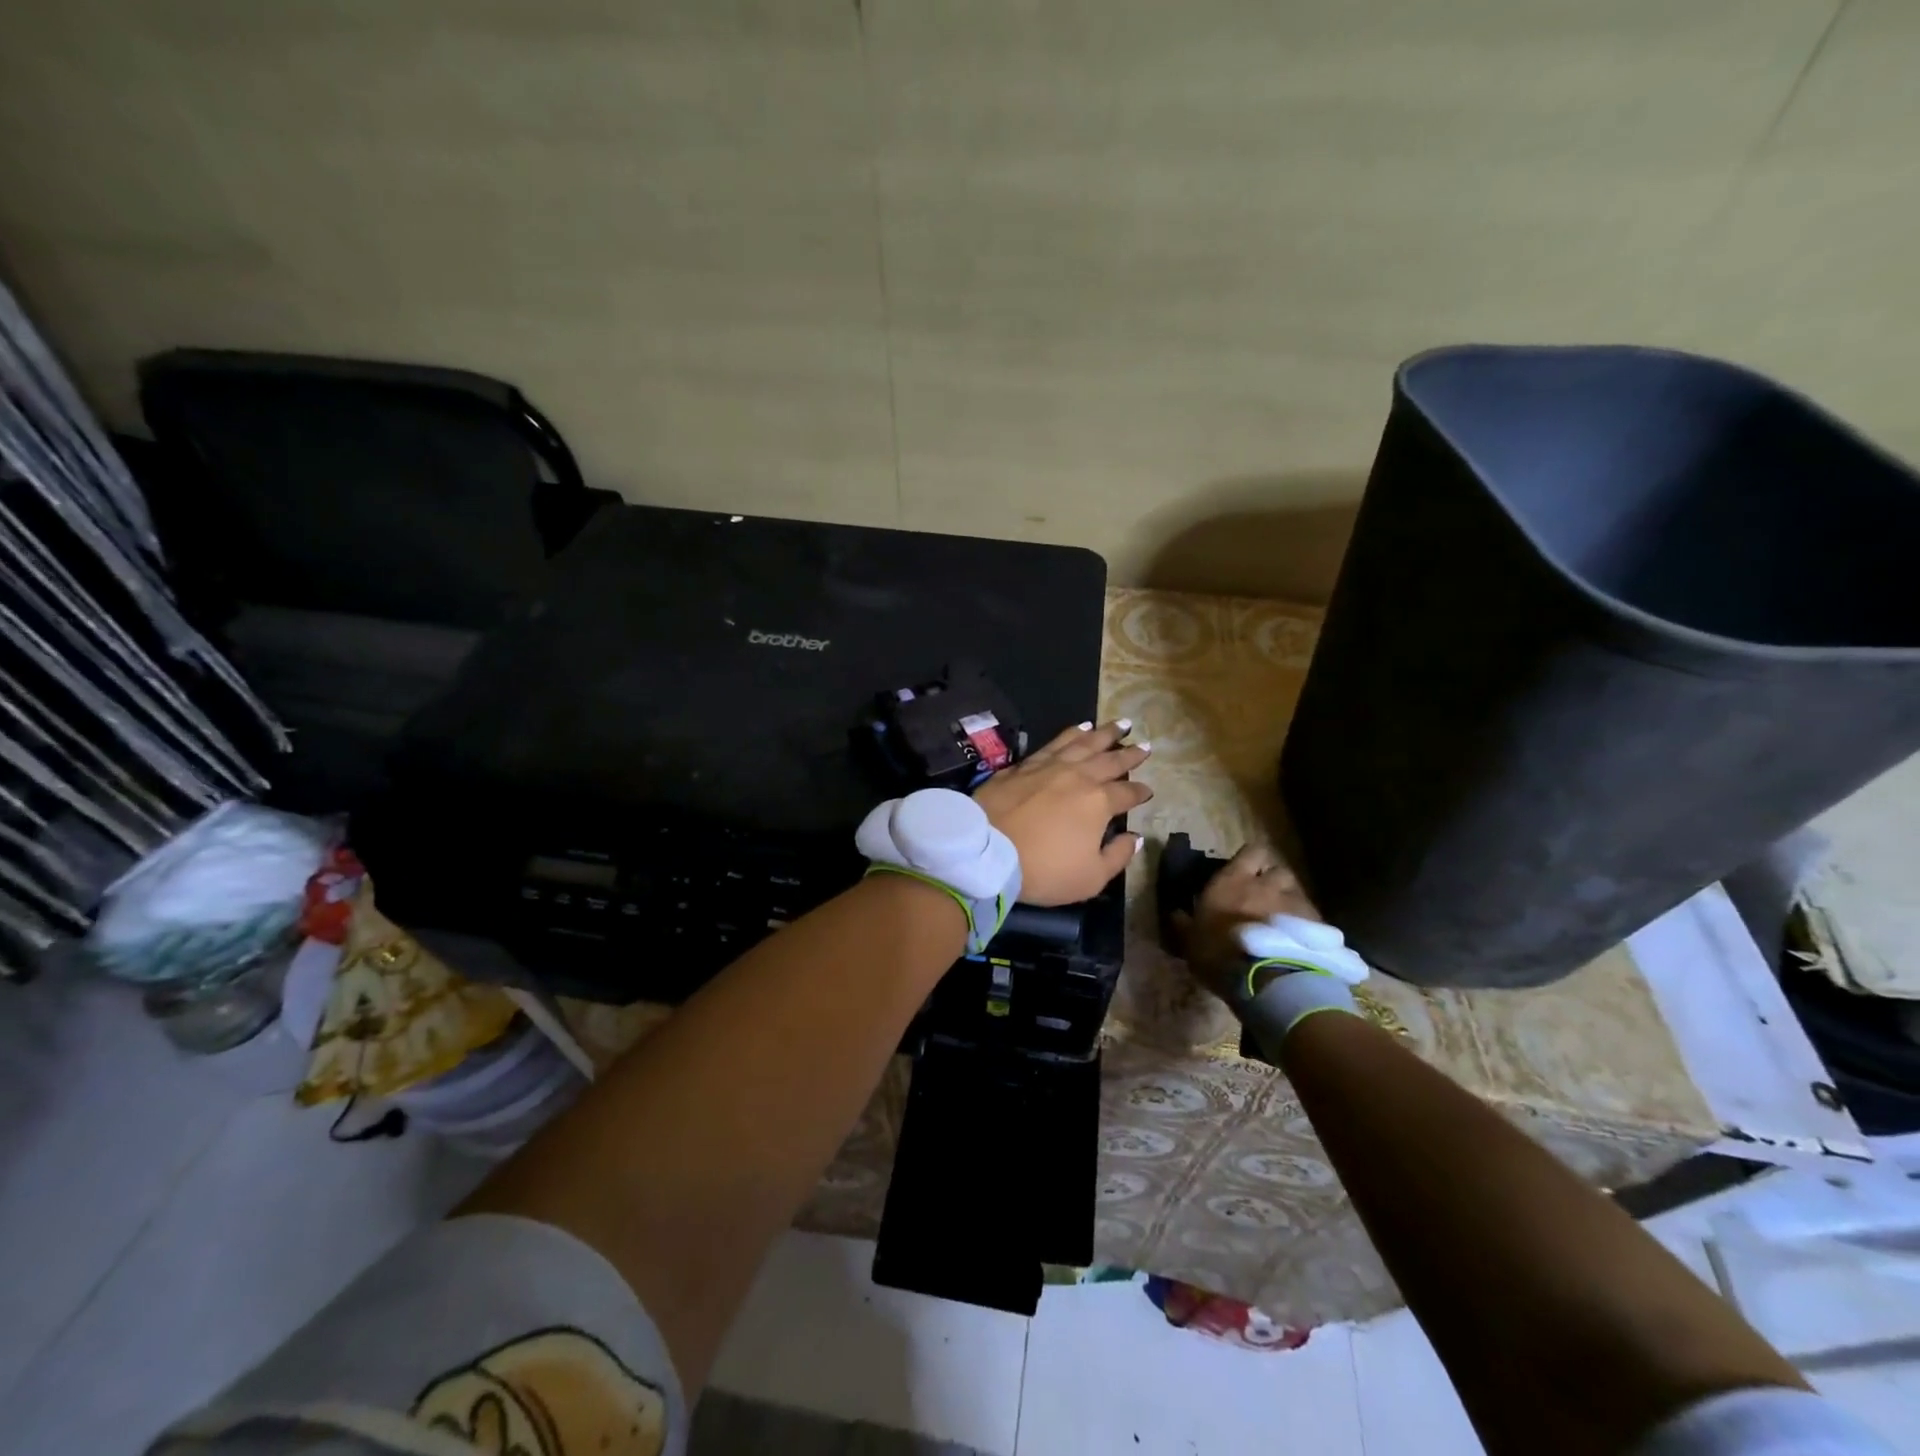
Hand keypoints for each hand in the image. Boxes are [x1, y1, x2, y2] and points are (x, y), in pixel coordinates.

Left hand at [972, 721, 1151, 904]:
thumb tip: (1134, 838)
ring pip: (1083, 743)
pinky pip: (1054, 742)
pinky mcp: (1024, 764)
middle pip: (1110, 760)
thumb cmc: (1043, 869)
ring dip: (1104, 734)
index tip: (1148, 790)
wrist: (987, 849)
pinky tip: (1079, 728)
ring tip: (1119, 724)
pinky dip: (1071, 733)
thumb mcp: (1090, 878)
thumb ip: (1117, 856)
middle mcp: (1078, 776)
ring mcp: (1049, 766)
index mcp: (1098, 802)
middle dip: (1130, 753)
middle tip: (1146, 745)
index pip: (1126, 793)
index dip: (1140, 792)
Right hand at [1173, 843, 1323, 1002]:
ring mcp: (1295, 903)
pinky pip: (1312, 918)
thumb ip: (1184, 924)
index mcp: (1233, 880)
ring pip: (1297, 892)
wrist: (1266, 979)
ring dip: (1290, 902)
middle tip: (1265, 898)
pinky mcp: (1317, 926)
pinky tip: (1298, 943)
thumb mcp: (1190, 941)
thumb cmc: (1219, 953)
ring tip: (1283, 923)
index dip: (1251, 859)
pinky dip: (1305, 926)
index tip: (1245, 872)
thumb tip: (1175, 913)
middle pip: (1278, 870)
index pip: (1251, 851)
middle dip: (1274, 881)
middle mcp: (1267, 884)